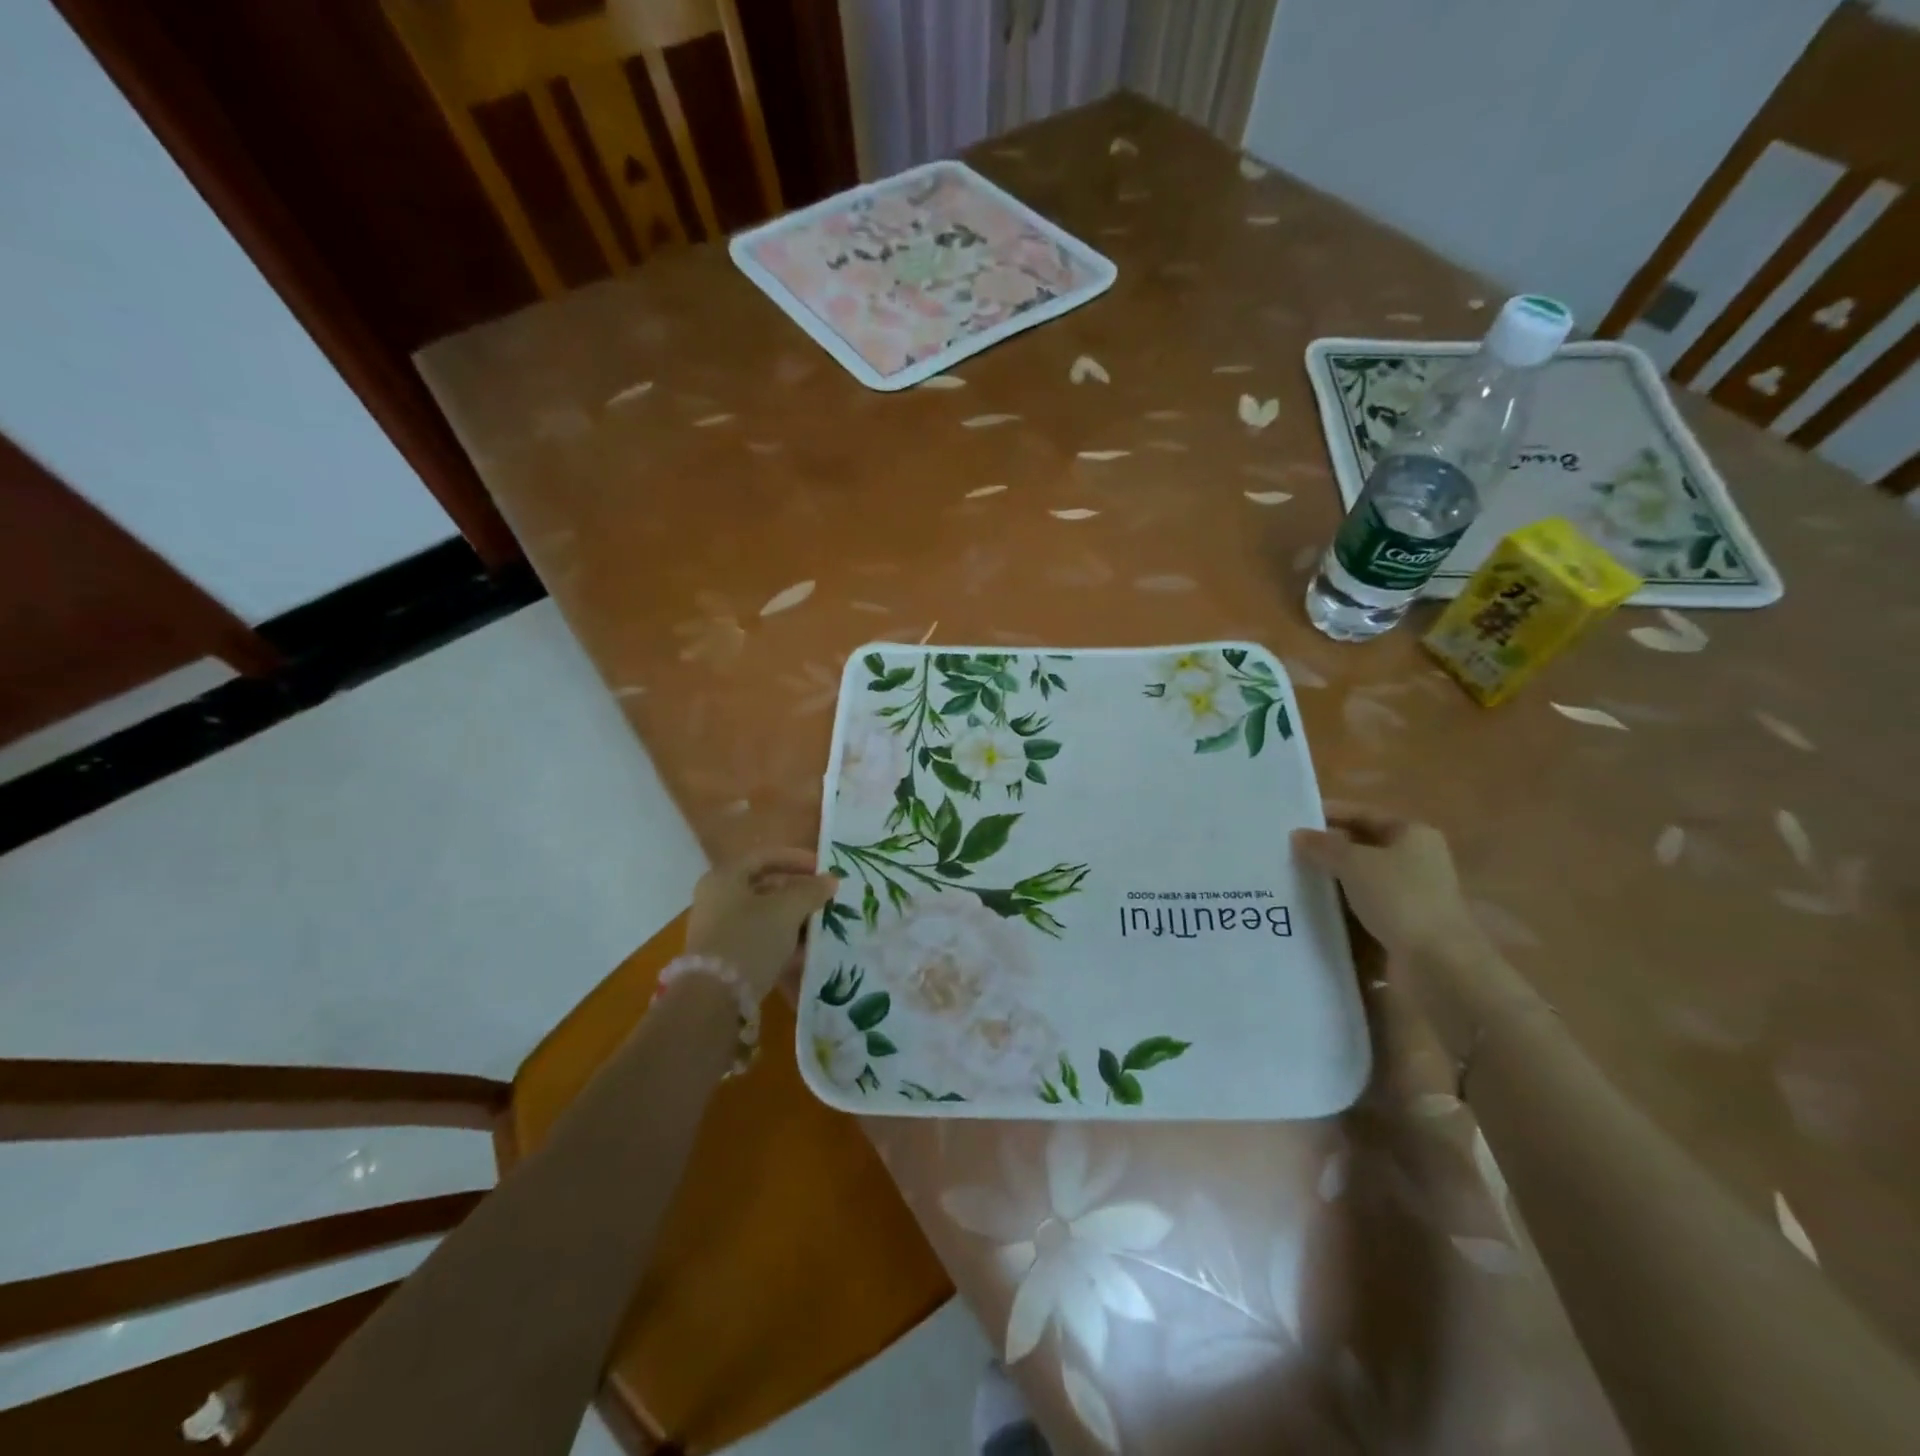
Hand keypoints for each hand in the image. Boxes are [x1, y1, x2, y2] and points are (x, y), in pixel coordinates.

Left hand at [685, 849, 838, 1001]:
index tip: (824, 869)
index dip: (797, 859)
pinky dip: (782, 941)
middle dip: (798, 892)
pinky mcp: (724, 957)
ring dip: (793, 919)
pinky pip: (759, 939)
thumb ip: (811, 891)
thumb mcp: (787, 910)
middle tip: (824, 899)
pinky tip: (804, 952)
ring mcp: (718, 929)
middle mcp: (717, 898)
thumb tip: (831, 880)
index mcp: (725, 877)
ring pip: (763, 915)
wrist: (714, 998)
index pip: (765, 857)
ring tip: (820, 926)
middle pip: (764, 886)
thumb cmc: (750, 938)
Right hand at [1292, 808, 1485, 961]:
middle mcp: (1416, 862)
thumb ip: (1323, 846)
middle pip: (1363, 849)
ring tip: (1290, 882)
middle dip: (1327, 852)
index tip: (1295, 818)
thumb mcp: (1354, 862)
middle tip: (1286, 852)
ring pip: (1360, 883)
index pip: (1365, 815)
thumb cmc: (1399, 898)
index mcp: (1413, 835)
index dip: (1331, 813)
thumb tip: (1298, 835)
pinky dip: (1339, 913)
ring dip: (1330, 885)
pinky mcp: (1402, 929)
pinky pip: (1362, 913)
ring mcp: (1410, 898)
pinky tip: (1310, 914)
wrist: (1436, 964)